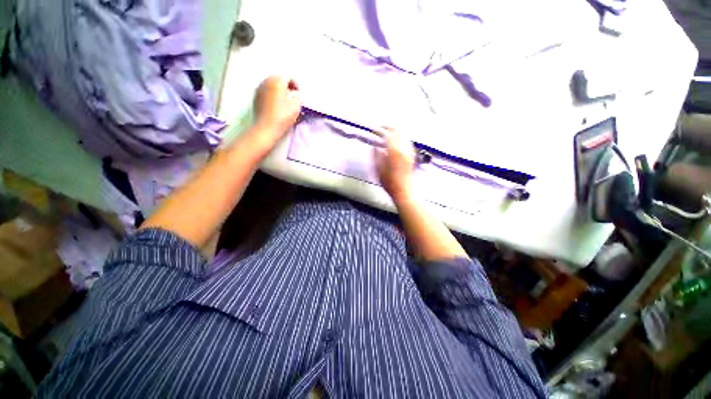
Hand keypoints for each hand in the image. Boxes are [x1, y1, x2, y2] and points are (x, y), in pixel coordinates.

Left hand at [254, 76, 301, 138]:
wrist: (267, 127)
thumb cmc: (283, 116)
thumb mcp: (296, 105)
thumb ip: (297, 95)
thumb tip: (294, 92)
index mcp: (277, 80)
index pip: (288, 77)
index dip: (295, 85)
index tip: (299, 93)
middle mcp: (266, 81)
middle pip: (278, 79)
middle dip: (286, 86)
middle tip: (292, 96)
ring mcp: (259, 88)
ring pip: (271, 85)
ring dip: (278, 90)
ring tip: (284, 101)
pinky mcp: (255, 97)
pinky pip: (266, 92)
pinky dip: (272, 95)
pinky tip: (276, 104)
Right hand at [375, 127, 415, 201]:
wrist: (403, 191)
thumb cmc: (390, 183)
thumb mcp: (378, 170)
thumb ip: (376, 156)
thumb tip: (375, 147)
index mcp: (394, 152)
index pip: (388, 134)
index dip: (381, 129)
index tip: (375, 129)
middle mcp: (403, 149)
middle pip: (398, 131)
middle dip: (389, 127)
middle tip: (382, 128)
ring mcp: (409, 153)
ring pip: (404, 135)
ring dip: (396, 132)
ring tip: (389, 133)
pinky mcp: (412, 157)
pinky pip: (407, 142)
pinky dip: (402, 138)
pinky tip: (398, 141)